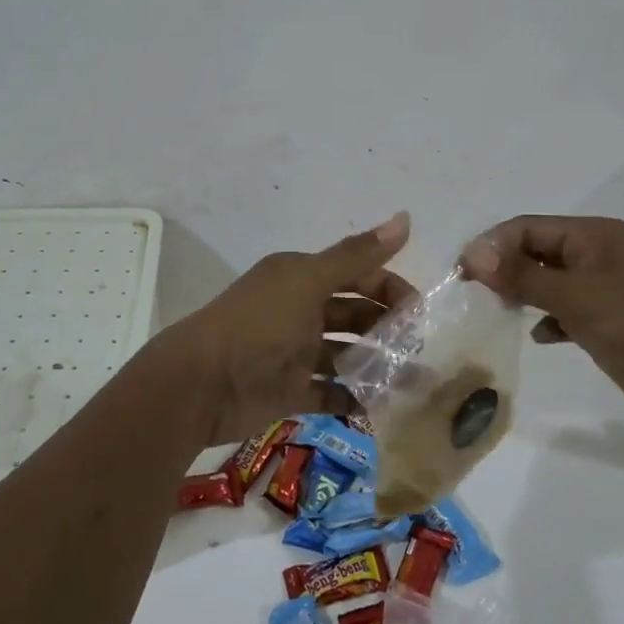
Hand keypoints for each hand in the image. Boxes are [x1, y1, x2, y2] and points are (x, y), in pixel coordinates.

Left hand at [162, 212, 415, 447]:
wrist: (200, 384)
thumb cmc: (258, 325)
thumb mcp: (308, 282)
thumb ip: (357, 255)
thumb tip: (405, 217)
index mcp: (301, 277)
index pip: (357, 274)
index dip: (389, 287)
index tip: (420, 312)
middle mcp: (299, 310)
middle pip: (354, 314)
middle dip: (388, 327)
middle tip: (422, 348)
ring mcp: (295, 353)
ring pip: (346, 354)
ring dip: (378, 364)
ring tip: (414, 381)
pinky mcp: (290, 391)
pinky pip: (331, 392)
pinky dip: (355, 397)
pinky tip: (383, 405)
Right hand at [461, 216, 623, 426]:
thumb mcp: (576, 297)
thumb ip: (523, 275)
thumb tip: (473, 255)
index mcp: (592, 236)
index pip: (528, 228)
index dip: (492, 246)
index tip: (462, 273)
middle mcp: (595, 254)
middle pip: (536, 251)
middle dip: (504, 269)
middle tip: (473, 294)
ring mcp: (602, 287)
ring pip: (548, 281)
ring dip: (522, 293)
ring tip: (497, 312)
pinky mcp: (607, 318)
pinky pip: (565, 309)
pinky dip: (548, 318)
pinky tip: (541, 335)